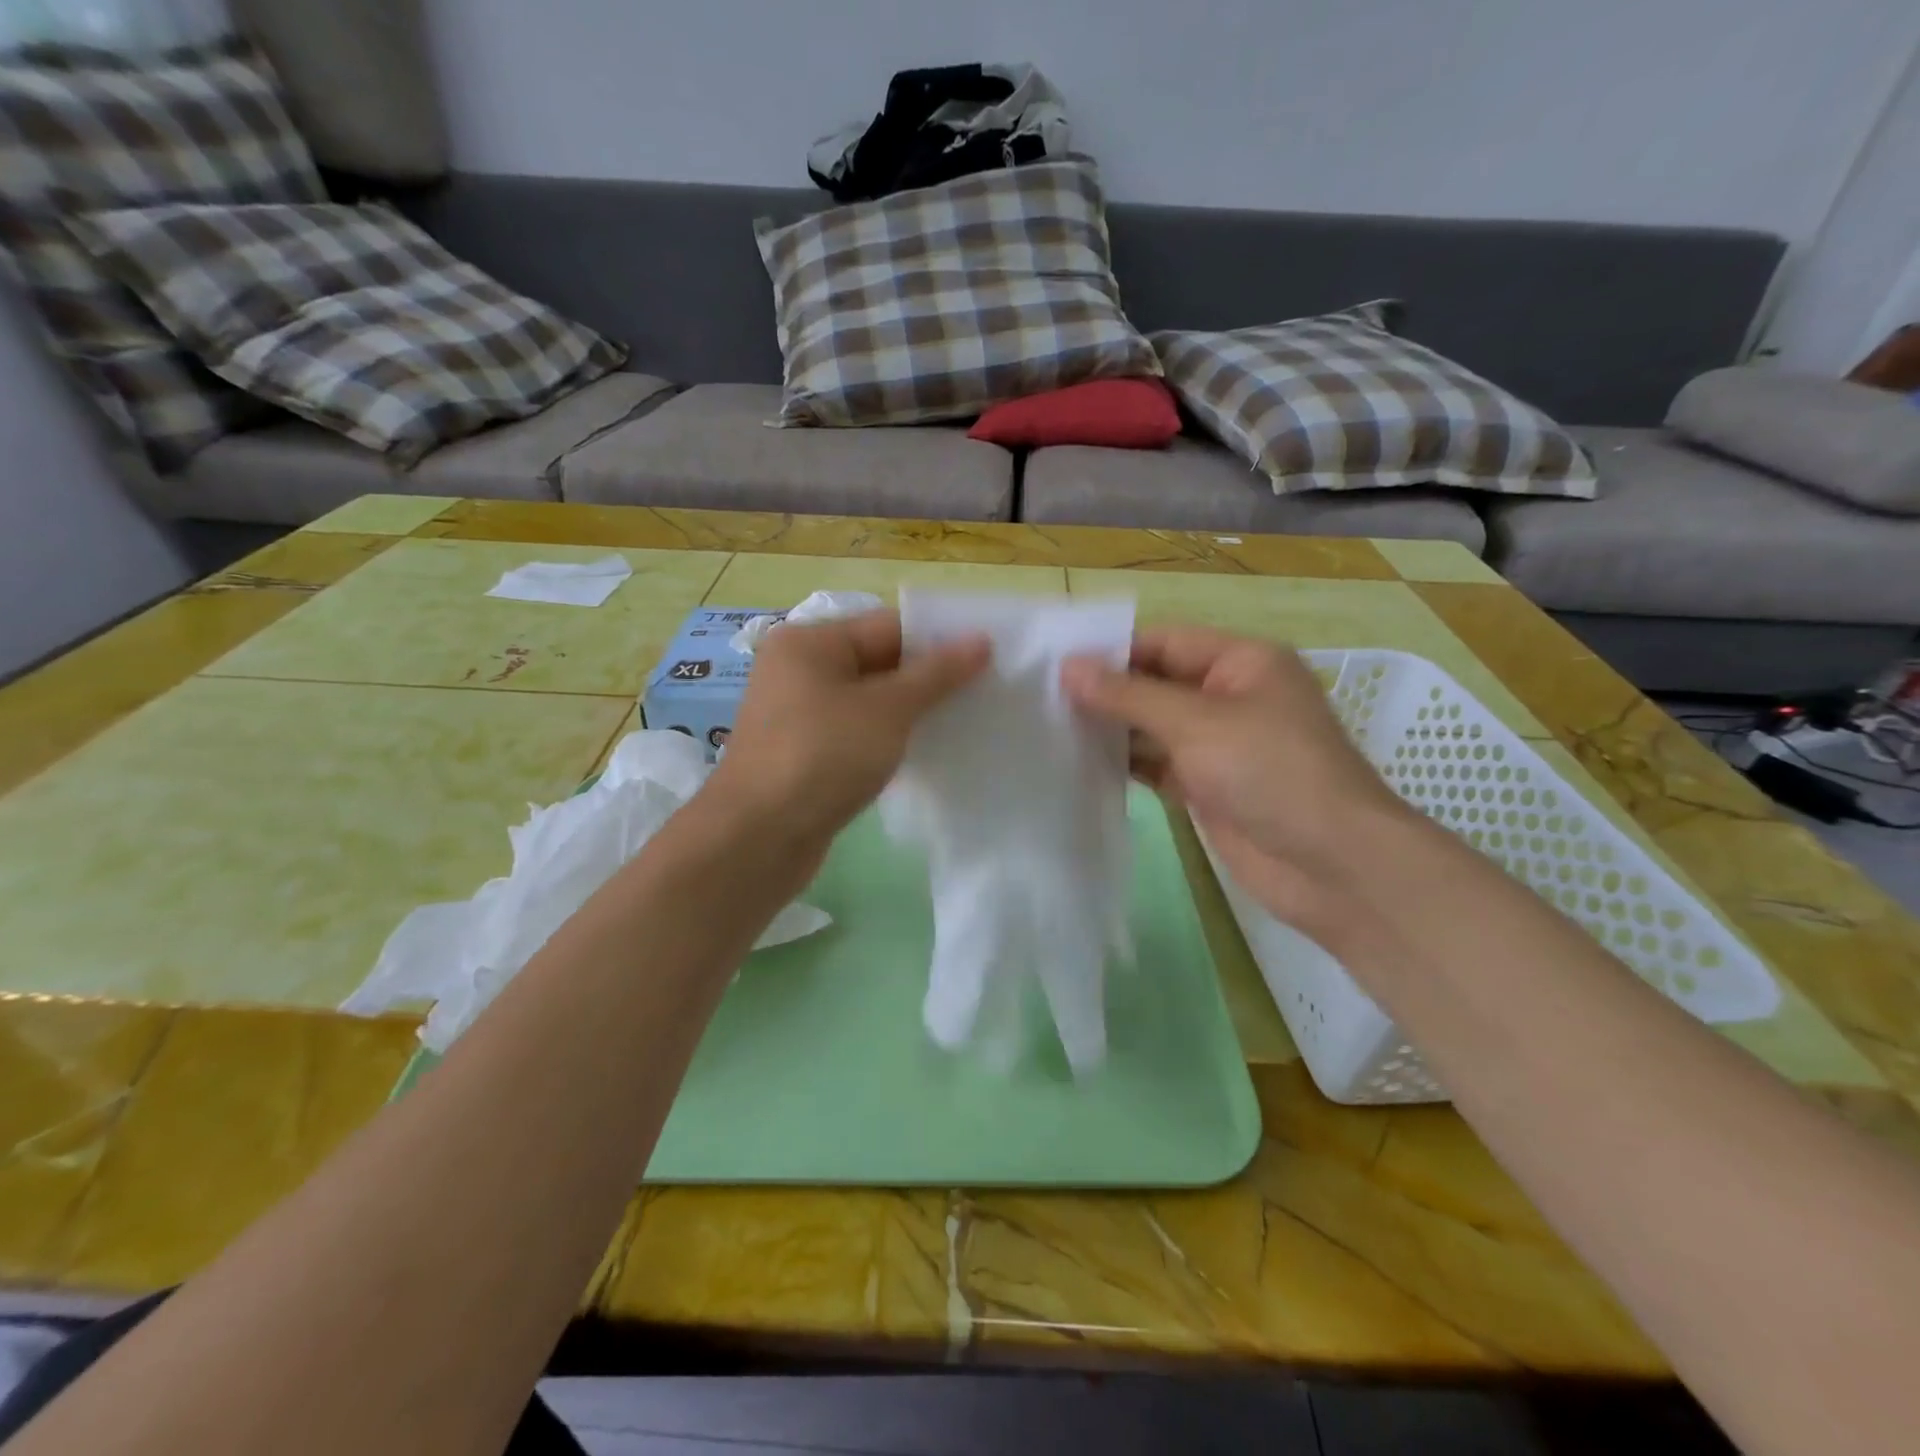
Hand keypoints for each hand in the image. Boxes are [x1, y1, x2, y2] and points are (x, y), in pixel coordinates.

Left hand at [708, 609, 987, 848]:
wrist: (757, 838)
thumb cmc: (823, 757)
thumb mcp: (888, 709)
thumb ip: (936, 674)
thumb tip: (980, 640)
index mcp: (811, 642)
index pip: (889, 626)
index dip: (939, 642)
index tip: (987, 662)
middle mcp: (799, 670)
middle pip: (878, 662)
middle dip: (928, 680)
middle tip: (982, 696)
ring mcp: (798, 715)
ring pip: (869, 702)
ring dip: (910, 713)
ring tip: (960, 725)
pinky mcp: (804, 754)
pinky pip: (855, 734)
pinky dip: (886, 740)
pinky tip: (922, 755)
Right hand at [1063, 627, 1416, 938]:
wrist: (1332, 867)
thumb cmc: (1272, 773)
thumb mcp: (1197, 723)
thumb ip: (1129, 695)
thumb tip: (1068, 667)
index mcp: (1241, 662)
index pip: (1163, 642)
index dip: (1110, 650)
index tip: (1052, 662)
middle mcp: (1229, 696)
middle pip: (1155, 683)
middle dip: (1105, 691)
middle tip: (1040, 697)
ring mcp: (1218, 745)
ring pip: (1153, 727)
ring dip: (1110, 729)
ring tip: (1049, 727)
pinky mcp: (1207, 787)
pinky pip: (1157, 765)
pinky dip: (1125, 764)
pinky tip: (1080, 764)